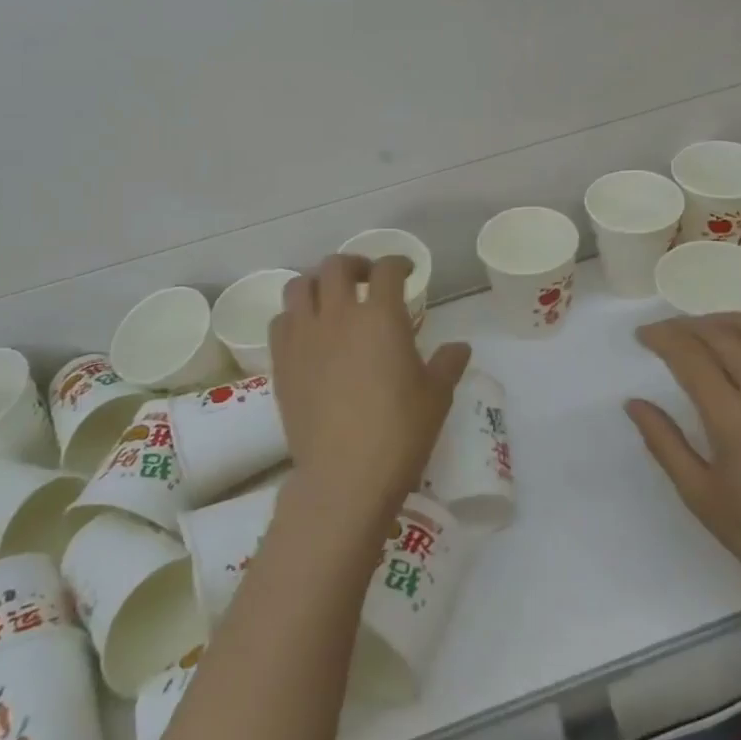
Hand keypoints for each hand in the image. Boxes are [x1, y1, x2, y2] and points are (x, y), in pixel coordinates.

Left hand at [269, 254, 469, 524]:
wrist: (344, 476)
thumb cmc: (399, 433)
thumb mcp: (436, 397)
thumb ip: (447, 364)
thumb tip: (459, 347)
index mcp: (381, 317)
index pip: (387, 270)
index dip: (399, 263)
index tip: (407, 271)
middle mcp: (338, 315)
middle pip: (337, 266)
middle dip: (355, 265)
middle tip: (367, 279)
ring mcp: (304, 336)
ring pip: (300, 286)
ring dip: (318, 283)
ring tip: (331, 298)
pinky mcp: (281, 361)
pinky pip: (281, 321)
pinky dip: (295, 316)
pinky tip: (308, 332)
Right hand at [627, 312, 740, 608]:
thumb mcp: (700, 495)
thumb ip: (664, 442)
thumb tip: (634, 403)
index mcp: (733, 418)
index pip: (690, 354)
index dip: (661, 337)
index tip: (642, 336)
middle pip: (721, 333)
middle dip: (686, 325)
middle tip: (664, 333)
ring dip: (723, 320)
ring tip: (702, 331)